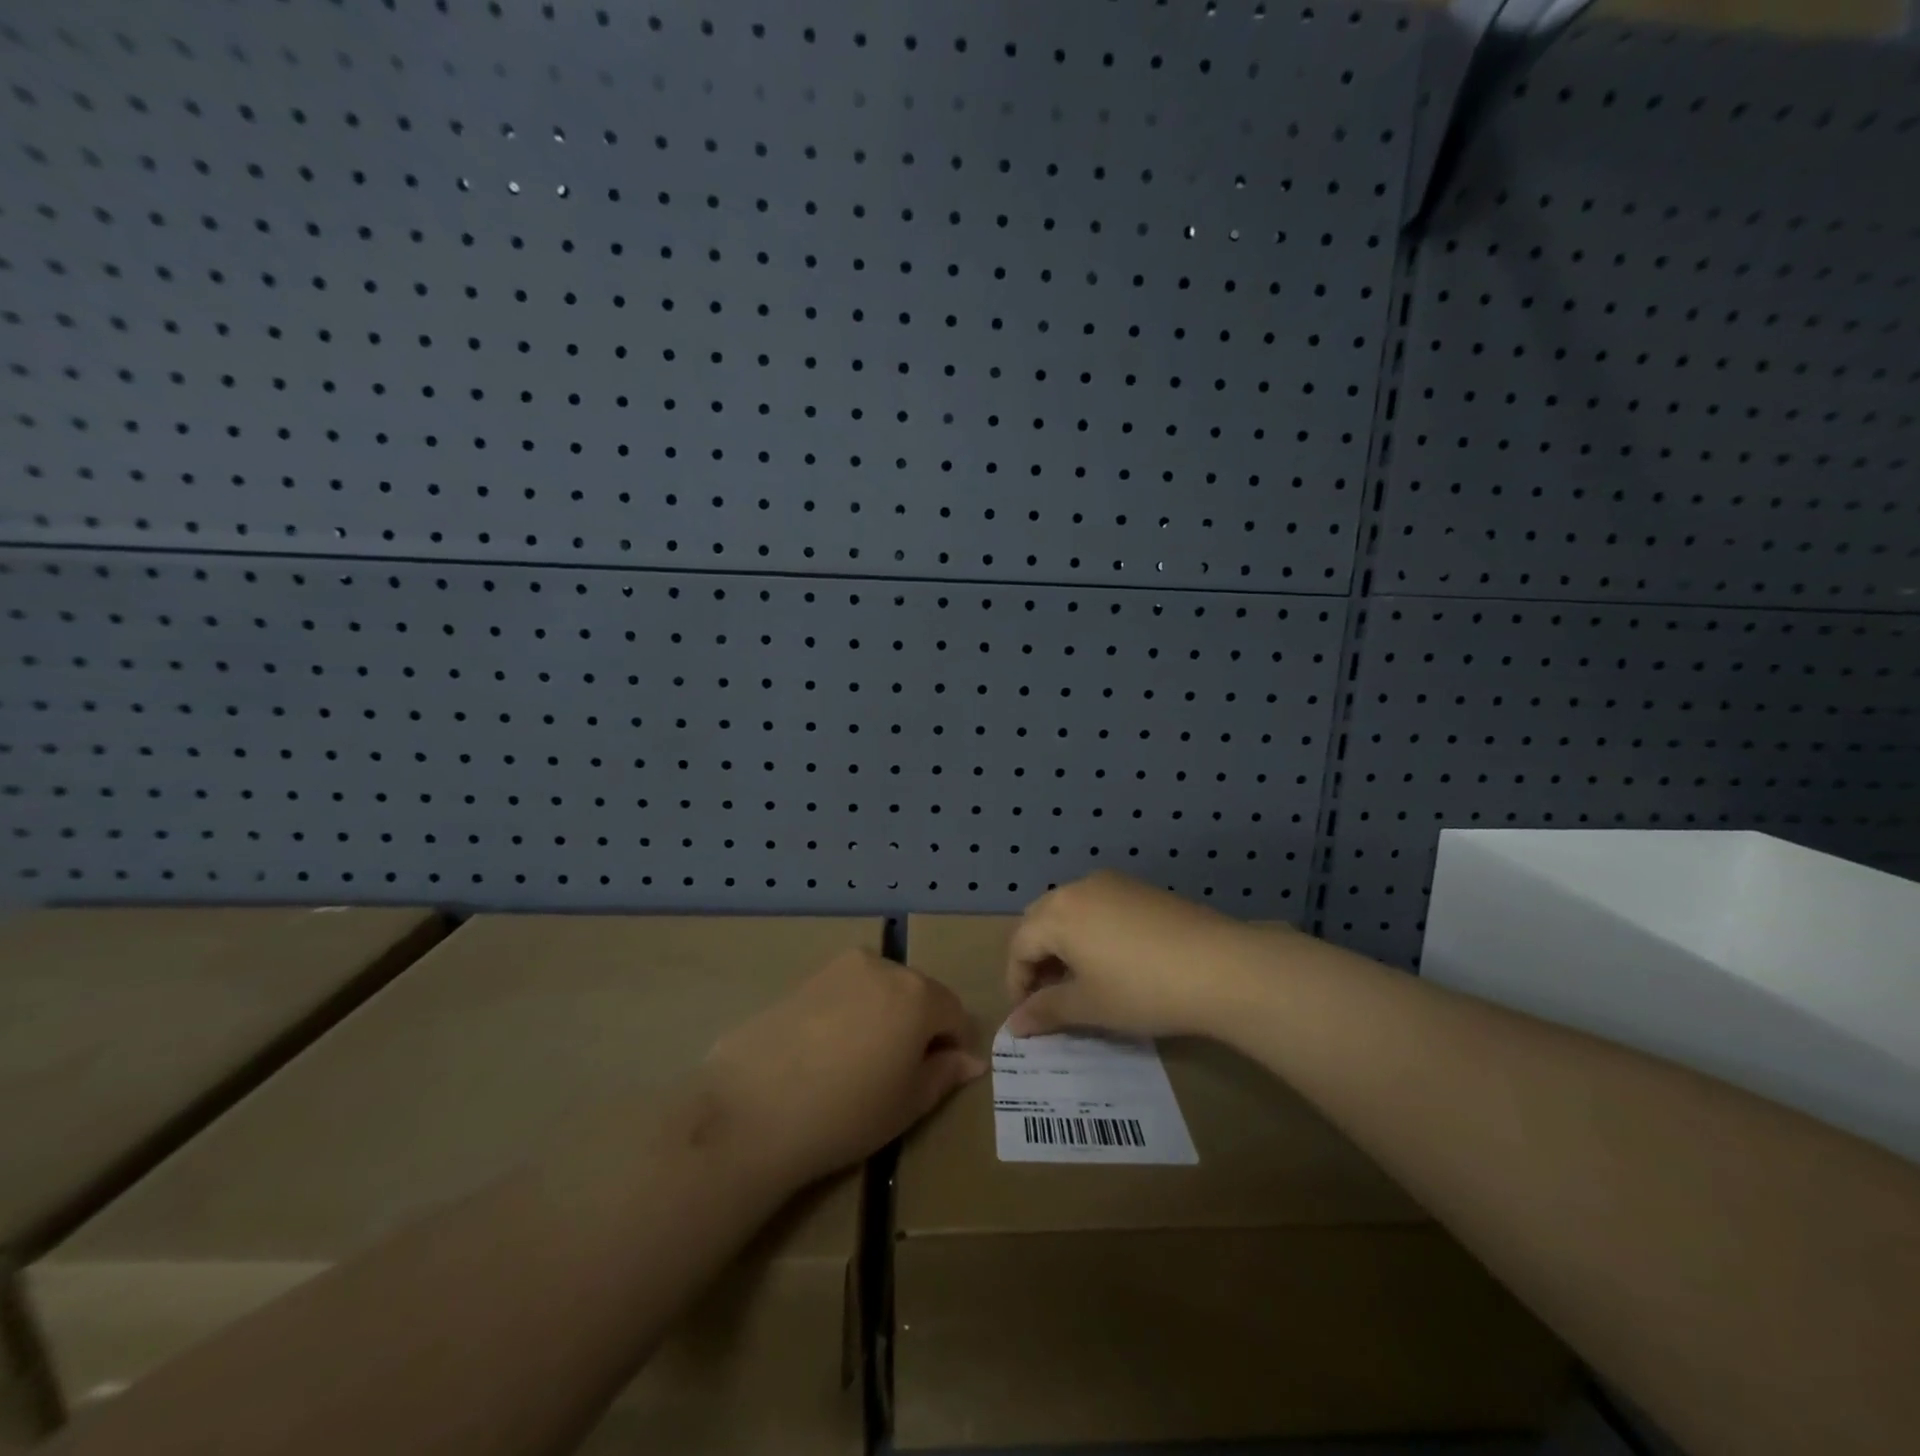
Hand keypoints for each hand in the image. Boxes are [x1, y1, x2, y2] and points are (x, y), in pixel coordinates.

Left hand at [705, 949, 985, 1189]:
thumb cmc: (846, 1113)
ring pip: (879, 989)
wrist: (753, 1109)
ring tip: (857, 1063)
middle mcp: (882, 966)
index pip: (955, 1012)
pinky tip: (825, 1053)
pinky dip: (848, 1013)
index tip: (938, 1077)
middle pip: (917, 993)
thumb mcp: (908, 1104)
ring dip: (883, 1016)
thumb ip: (944, 1074)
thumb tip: (970, 1060)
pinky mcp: (803, 977)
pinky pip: (844, 992)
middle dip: (918, 1026)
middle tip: (897, 1073)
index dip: (953, 1045)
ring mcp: (839, 968)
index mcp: (918, 993)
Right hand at [1005, 870, 1262, 1038]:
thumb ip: (1046, 1011)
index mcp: (1058, 913)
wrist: (1221, 966)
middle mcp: (1079, 888)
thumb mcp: (1090, 1006)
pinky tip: (1112, 960)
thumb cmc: (1142, 990)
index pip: (1019, 945)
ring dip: (1063, 943)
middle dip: (1036, 957)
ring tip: (1080, 980)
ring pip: (1070, 910)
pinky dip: (1090, 931)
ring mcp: (1113, 883)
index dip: (1016, 982)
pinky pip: (1099, 905)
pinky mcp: (1141, 889)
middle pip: (1040, 920)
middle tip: (1049, 995)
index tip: (1027, 1016)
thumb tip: (1013, 1025)